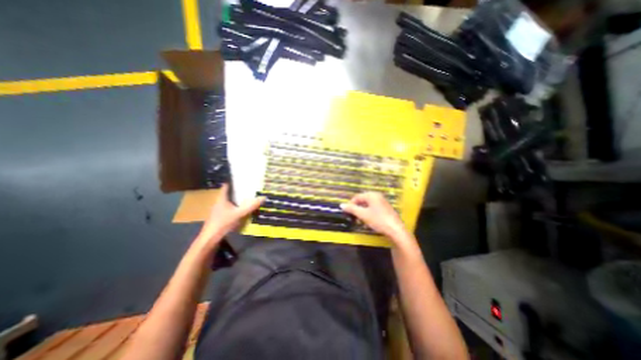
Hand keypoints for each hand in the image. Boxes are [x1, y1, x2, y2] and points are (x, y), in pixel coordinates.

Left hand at [196, 184, 263, 245]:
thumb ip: (251, 206)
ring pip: (229, 202)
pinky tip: (242, 210)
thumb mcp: (239, 214)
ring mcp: (218, 211)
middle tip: (249, 188)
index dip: (232, 181)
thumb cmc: (223, 223)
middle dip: (237, 191)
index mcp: (221, 199)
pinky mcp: (219, 218)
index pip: (226, 186)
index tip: (241, 179)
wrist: (210, 240)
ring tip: (247, 198)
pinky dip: (235, 207)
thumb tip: (263, 197)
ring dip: (236, 200)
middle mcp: (219, 203)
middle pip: (228, 194)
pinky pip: (229, 209)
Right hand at [343, 194, 406, 238]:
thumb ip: (352, 209)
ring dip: (362, 212)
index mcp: (372, 195)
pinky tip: (368, 221)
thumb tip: (341, 205)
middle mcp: (377, 196)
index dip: (350, 204)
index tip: (346, 213)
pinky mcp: (386, 209)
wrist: (396, 230)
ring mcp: (382, 202)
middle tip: (353, 217)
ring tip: (359, 221)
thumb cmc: (378, 220)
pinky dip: (368, 214)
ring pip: (368, 205)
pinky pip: (373, 209)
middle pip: (362, 200)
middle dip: (356, 209)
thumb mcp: (363, 215)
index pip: (357, 197)